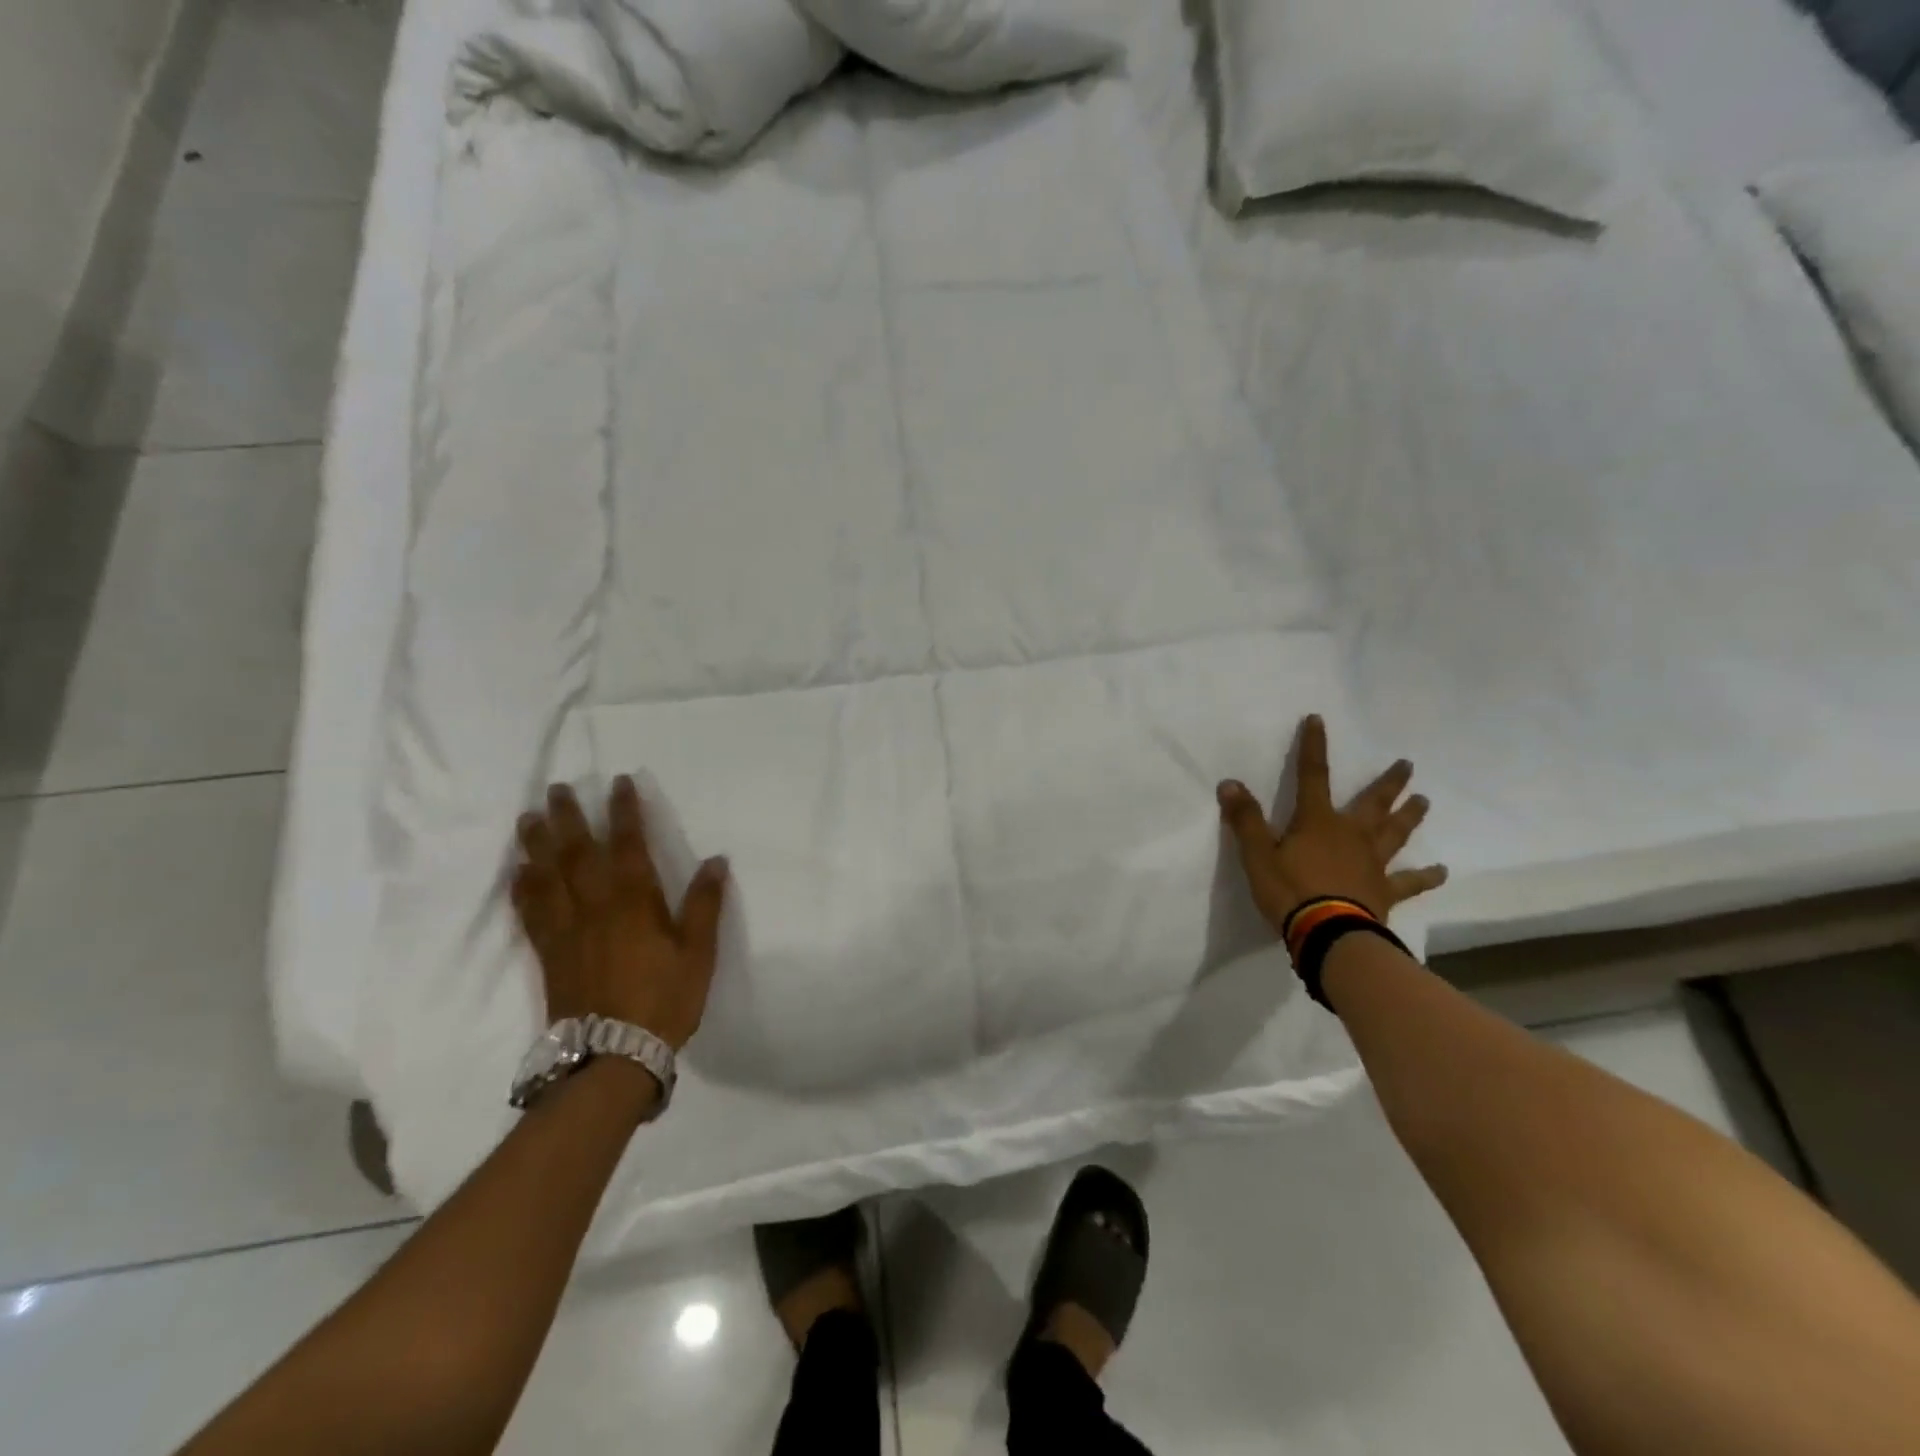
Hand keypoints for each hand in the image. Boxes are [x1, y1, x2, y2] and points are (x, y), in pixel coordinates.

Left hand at [511, 778, 729, 1048]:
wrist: (613, 1055)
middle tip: (556, 789)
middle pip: (577, 853)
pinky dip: (522, 890)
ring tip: (528, 819)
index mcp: (635, 902)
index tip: (618, 782)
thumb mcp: (698, 953)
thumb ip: (705, 904)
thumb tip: (716, 860)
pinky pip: (530, 913)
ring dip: (537, 845)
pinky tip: (517, 875)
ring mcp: (566, 930)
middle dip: (568, 818)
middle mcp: (595, 907)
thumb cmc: (664, 1000)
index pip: (628, 845)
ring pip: (547, 878)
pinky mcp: (549, 954)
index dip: (624, 812)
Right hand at [1217, 714, 1447, 934]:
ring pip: (1395, 833)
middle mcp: (1351, 835)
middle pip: (1373, 802)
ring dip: (1409, 816)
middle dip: (1389, 782)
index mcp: (1317, 822)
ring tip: (1424, 801)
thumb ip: (1245, 819)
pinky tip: (1442, 872)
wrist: (1329, 933)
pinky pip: (1409, 881)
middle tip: (1407, 765)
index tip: (1318, 720)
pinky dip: (1426, 876)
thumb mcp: (1257, 854)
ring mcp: (1372, 862)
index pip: (1312, 776)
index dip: (1313, 747)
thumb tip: (1229, 783)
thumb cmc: (1290, 891)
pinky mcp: (1384, 890)